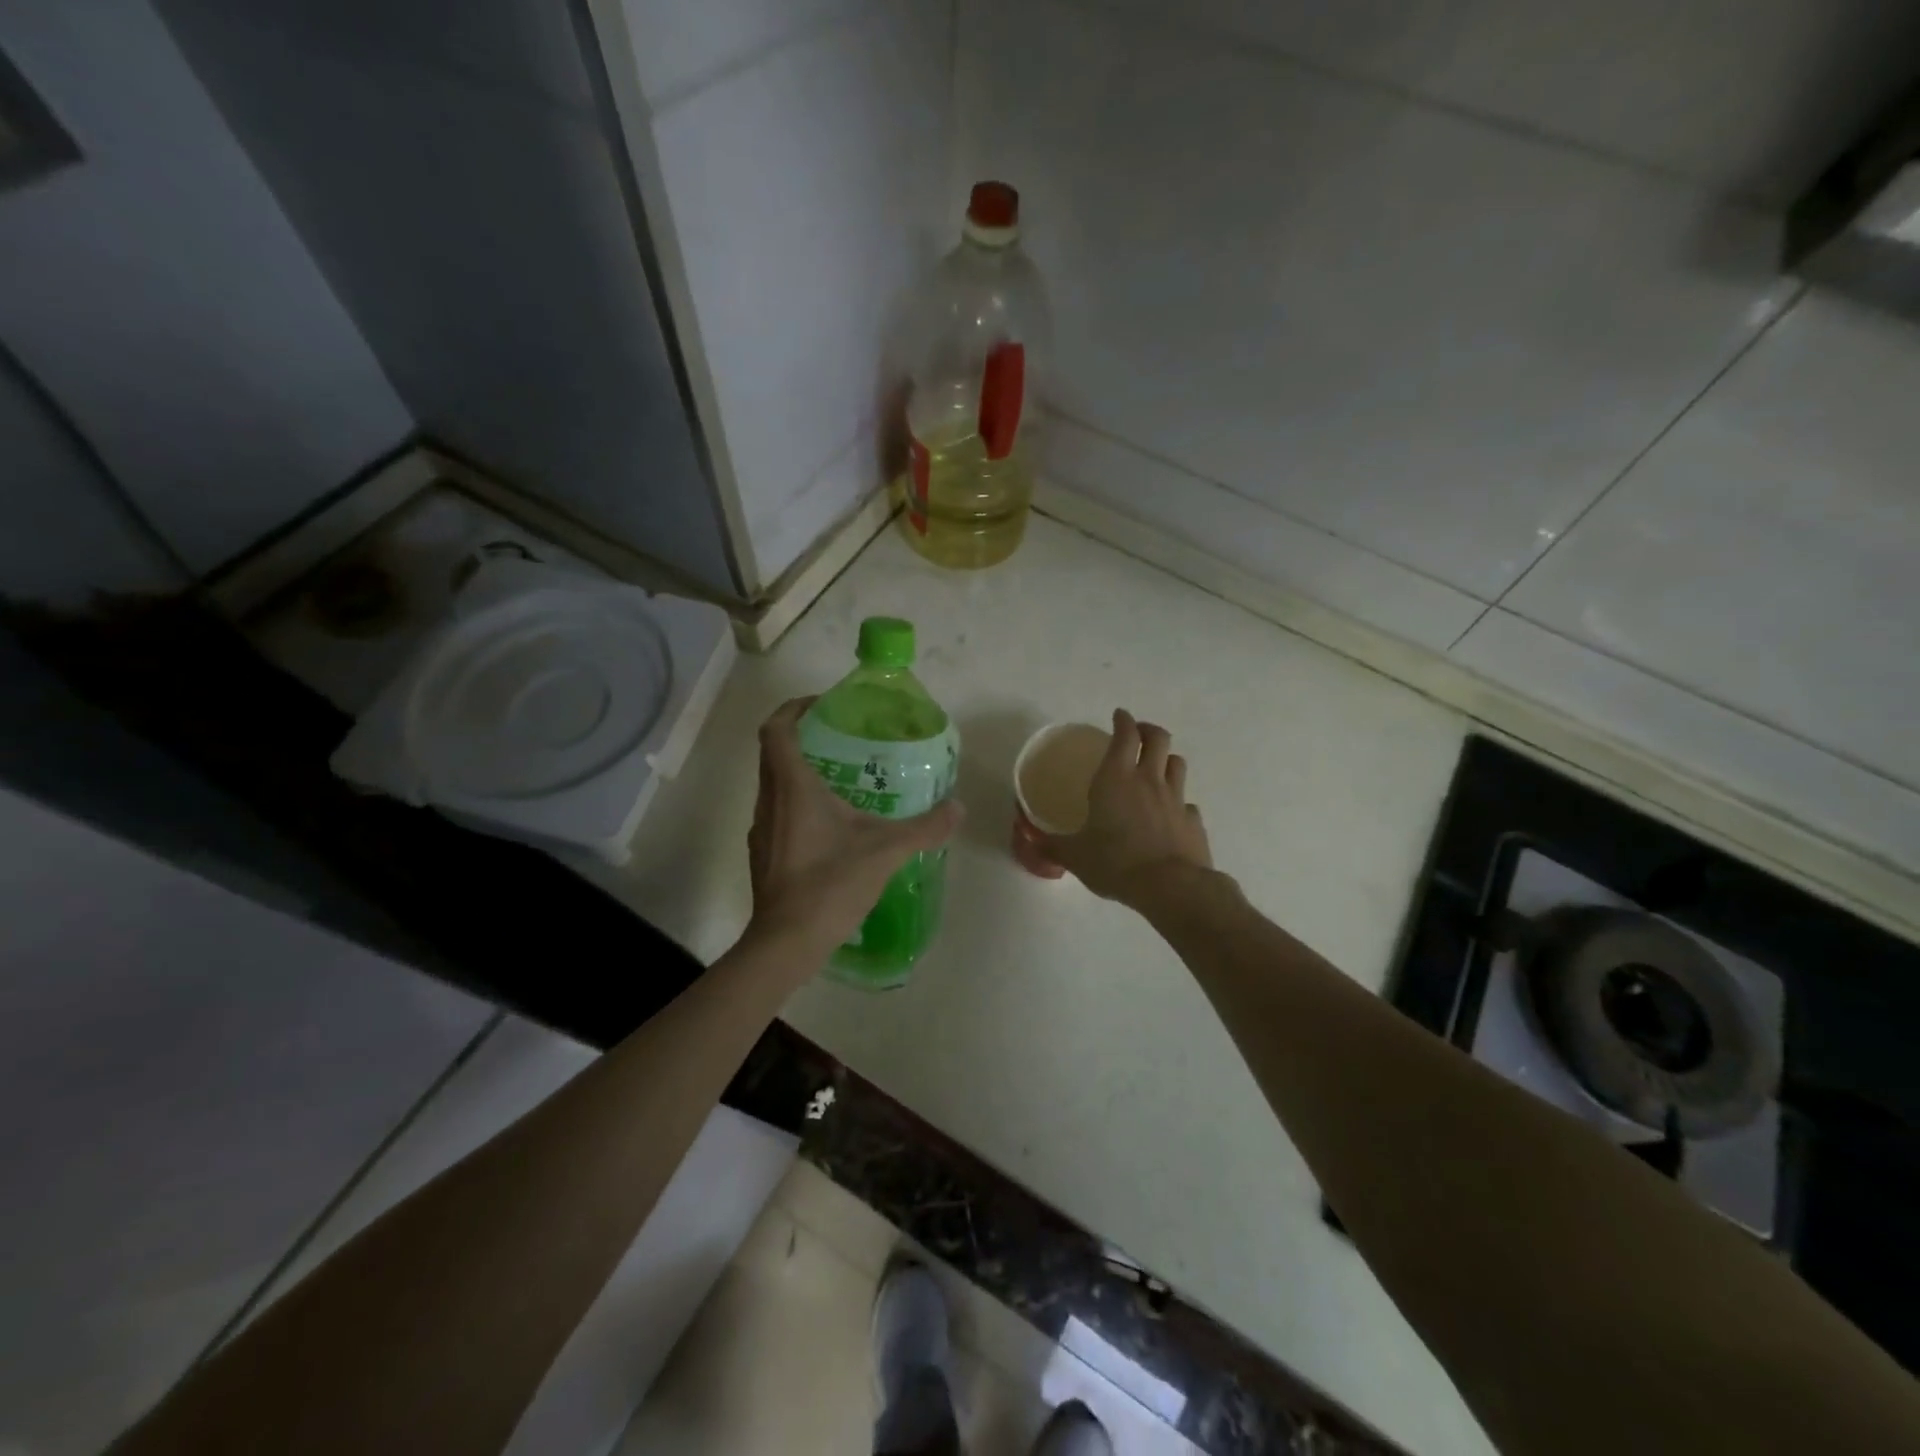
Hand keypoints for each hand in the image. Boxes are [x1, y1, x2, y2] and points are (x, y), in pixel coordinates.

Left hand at [745, 698, 962, 963]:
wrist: (786, 942)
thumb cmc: (830, 884)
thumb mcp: (886, 851)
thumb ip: (925, 827)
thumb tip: (957, 808)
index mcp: (792, 786)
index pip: (776, 728)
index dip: (794, 708)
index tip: (821, 705)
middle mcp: (769, 800)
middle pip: (773, 752)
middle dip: (802, 737)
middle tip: (841, 738)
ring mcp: (761, 829)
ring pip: (774, 784)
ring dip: (799, 771)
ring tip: (841, 778)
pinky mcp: (763, 854)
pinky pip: (777, 811)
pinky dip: (797, 803)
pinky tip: (829, 825)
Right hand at [1038, 709, 1213, 908]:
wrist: (1171, 887)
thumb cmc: (1115, 863)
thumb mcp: (1075, 856)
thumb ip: (1053, 846)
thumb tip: (1034, 843)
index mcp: (1116, 779)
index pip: (1125, 735)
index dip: (1123, 721)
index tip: (1119, 715)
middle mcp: (1148, 780)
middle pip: (1158, 739)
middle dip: (1148, 730)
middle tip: (1139, 733)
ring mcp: (1176, 799)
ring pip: (1177, 764)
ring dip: (1166, 760)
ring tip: (1156, 767)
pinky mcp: (1193, 821)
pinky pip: (1187, 802)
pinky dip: (1178, 802)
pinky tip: (1170, 814)